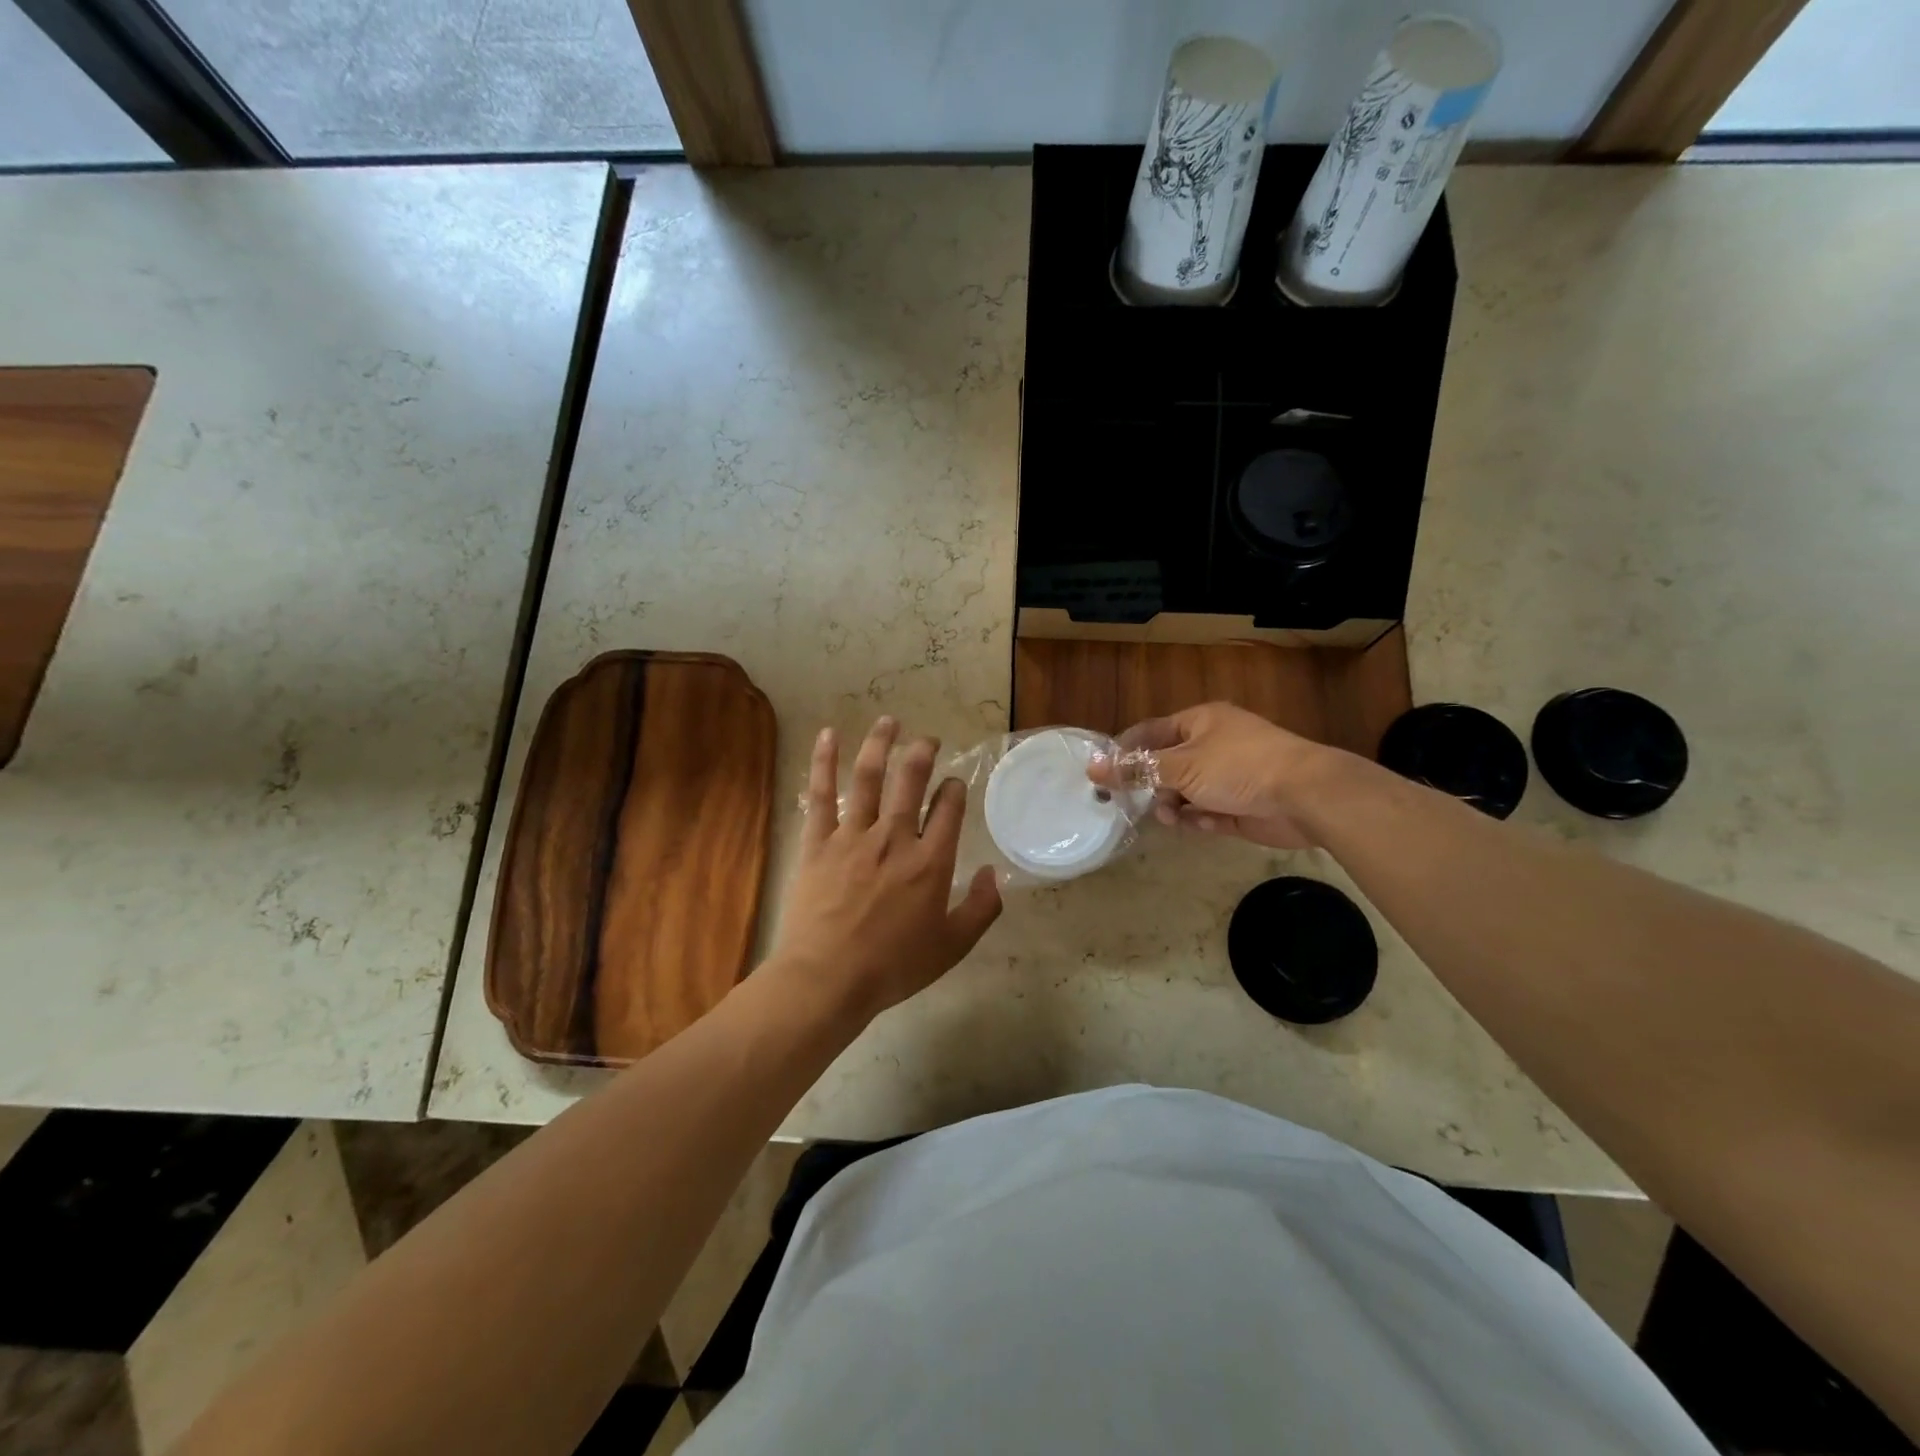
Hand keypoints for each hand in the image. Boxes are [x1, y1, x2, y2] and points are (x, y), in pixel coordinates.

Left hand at [773, 717, 1001, 1020]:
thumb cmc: (893, 967)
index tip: (953, 784)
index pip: (949, 808)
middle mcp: (895, 838)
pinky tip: (828, 736)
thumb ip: (981, 909)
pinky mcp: (818, 841)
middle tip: (928, 739)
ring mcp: (853, 835)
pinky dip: (824, 762)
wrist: (827, 979)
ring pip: (869, 777)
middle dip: (923, 753)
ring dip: (881, 743)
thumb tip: (994, 874)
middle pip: (911, 780)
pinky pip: (820, 794)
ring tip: (889, 722)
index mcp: (931, 862)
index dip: (954, 789)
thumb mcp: (952, 947)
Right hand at [1091, 702, 1334, 849]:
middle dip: (1152, 786)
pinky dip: (1202, 819)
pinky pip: (1208, 812)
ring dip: (1175, 806)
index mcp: (1199, 722)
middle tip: (1135, 804)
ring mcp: (1229, 776)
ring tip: (1174, 818)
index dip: (1125, 752)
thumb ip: (1136, 770)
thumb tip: (1093, 768)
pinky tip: (1205, 824)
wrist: (1304, 796)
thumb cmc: (1238, 767)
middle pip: (1166, 765)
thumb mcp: (1180, 766)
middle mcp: (1213, 745)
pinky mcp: (1241, 805)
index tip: (1102, 775)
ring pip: (1185, 792)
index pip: (1150, 732)